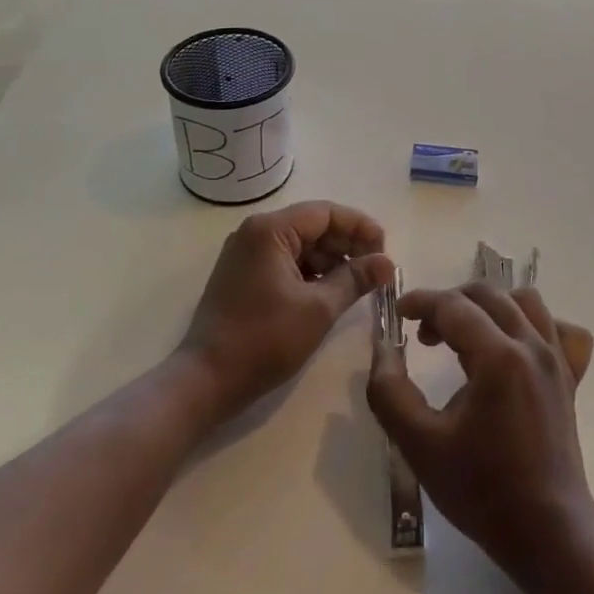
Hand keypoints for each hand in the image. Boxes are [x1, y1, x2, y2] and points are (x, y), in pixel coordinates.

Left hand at [180, 201, 394, 422]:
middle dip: (347, 245)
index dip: (360, 228)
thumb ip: (355, 279)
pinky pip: (286, 261)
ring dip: (331, 260)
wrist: (206, 380)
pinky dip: (311, 273)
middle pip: (313, 226)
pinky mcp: (243, 275)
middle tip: (376, 270)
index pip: (326, 213)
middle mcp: (255, 232)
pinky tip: (331, 292)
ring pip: (301, 245)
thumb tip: (388, 263)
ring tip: (359, 284)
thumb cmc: (264, 340)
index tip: (385, 250)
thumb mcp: (319, 309)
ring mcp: (246, 254)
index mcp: (270, 230)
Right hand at [367, 282, 593, 573]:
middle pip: (488, 294)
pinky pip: (558, 328)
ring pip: (525, 301)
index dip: (420, 302)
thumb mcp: (420, 445)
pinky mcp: (570, 377)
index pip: (453, 306)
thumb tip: (383, 348)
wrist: (548, 532)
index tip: (397, 314)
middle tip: (424, 334)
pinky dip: (533, 324)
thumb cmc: (481, 490)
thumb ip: (390, 391)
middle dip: (450, 303)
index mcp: (498, 356)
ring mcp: (558, 359)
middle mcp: (532, 345)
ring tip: (466, 335)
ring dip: (489, 306)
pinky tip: (515, 347)